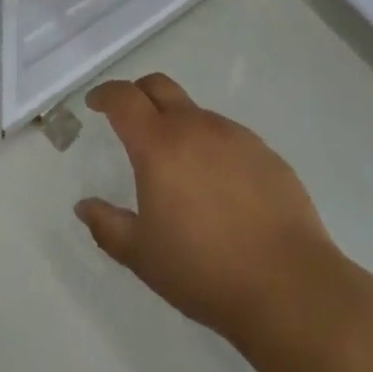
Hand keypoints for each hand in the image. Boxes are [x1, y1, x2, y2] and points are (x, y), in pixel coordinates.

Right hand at [74, 75, 338, 344]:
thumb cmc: (204, 270)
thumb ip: (107, 226)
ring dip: (177, 123)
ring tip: (177, 165)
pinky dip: (211, 146)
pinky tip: (218, 186)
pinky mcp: (265, 152)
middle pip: (160, 86)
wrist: (288, 285)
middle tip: (128, 116)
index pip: (124, 99)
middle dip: (138, 93)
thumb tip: (84, 206)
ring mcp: (235, 135)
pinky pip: (227, 136)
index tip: (95, 103)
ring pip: (195, 112)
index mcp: (159, 145)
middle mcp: (196, 127)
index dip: (105, 94)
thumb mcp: (142, 255)